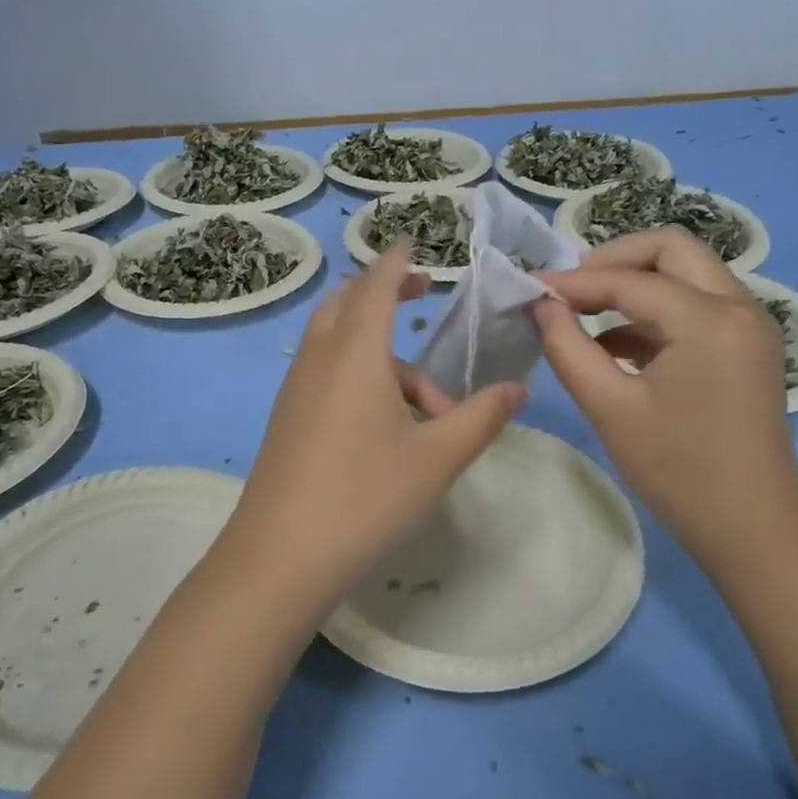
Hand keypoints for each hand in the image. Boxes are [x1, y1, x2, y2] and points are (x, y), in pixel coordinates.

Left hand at [216, 243, 524, 621]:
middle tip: (421, 297)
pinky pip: (326, 373)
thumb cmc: (365, 497)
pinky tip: (389, 428)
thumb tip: (517, 389)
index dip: (396, 260)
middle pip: (348, 303)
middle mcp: (320, 359)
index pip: (377, 285)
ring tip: (429, 408)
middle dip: (385, 292)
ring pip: (338, 344)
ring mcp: (296, 390)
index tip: (411, 240)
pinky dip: (359, 376)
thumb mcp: (438, 459)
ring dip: (382, 355)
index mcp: (356, 353)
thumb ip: (481, 418)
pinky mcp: (287, 419)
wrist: (280, 558)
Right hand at [534, 229, 797, 564]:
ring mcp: (749, 326)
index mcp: (710, 319)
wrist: (751, 527)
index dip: (574, 282)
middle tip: (571, 288)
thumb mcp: (610, 408)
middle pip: (672, 250)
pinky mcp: (747, 348)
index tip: (530, 289)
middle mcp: (739, 307)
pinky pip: (697, 307)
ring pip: (687, 275)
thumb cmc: (678, 470)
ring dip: (636, 284)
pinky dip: (655, 313)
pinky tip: (615, 345)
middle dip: (614, 260)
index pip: (630, 281)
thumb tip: (543, 306)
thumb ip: (568, 348)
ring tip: (584, 312)